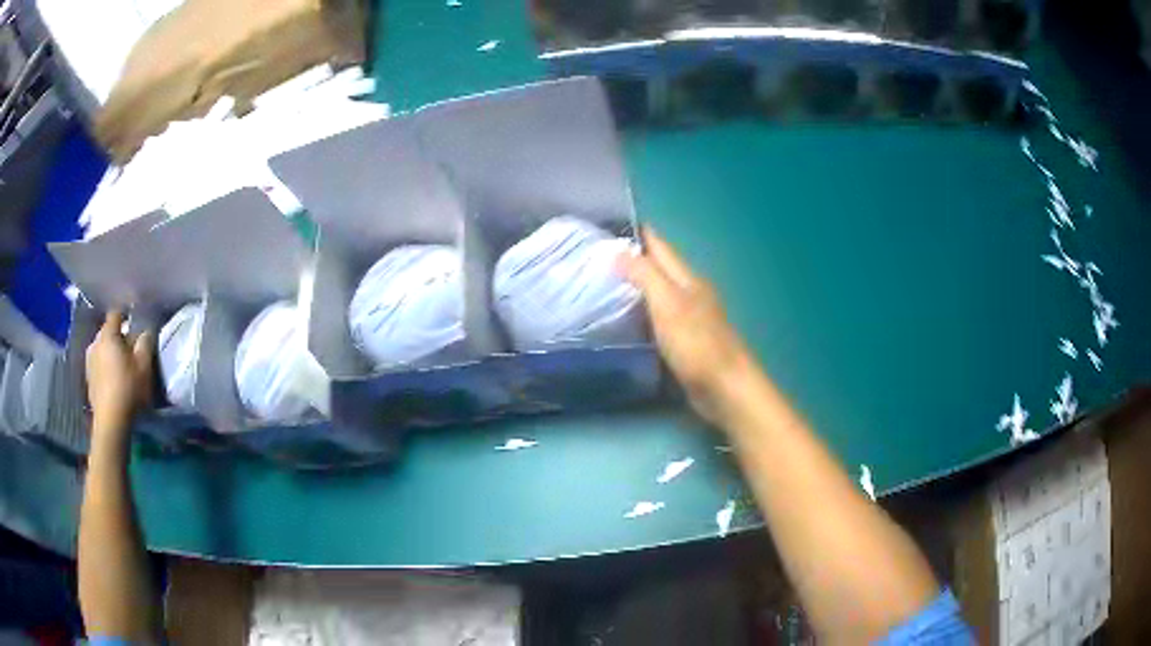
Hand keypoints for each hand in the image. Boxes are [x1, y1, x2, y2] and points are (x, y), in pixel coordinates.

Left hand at [86, 311, 153, 432]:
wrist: (110, 422)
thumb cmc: (128, 389)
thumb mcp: (144, 366)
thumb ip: (145, 343)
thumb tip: (144, 332)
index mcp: (108, 335)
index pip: (115, 314)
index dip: (125, 316)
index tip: (134, 323)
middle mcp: (95, 343)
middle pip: (107, 332)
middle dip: (118, 337)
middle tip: (130, 350)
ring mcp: (89, 362)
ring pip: (101, 350)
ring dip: (110, 354)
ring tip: (120, 367)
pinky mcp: (88, 380)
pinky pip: (98, 366)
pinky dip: (105, 369)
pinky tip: (113, 382)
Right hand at [619, 227, 757, 424]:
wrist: (725, 387)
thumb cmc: (697, 344)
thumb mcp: (668, 304)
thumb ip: (645, 275)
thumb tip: (618, 251)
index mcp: (687, 279)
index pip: (660, 247)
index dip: (638, 234)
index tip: (608, 225)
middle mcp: (690, 293)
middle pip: (660, 268)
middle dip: (633, 259)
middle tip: (596, 257)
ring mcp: (690, 318)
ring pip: (659, 292)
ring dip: (636, 286)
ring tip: (603, 284)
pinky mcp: (686, 342)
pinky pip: (659, 317)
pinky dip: (642, 312)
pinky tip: (625, 319)